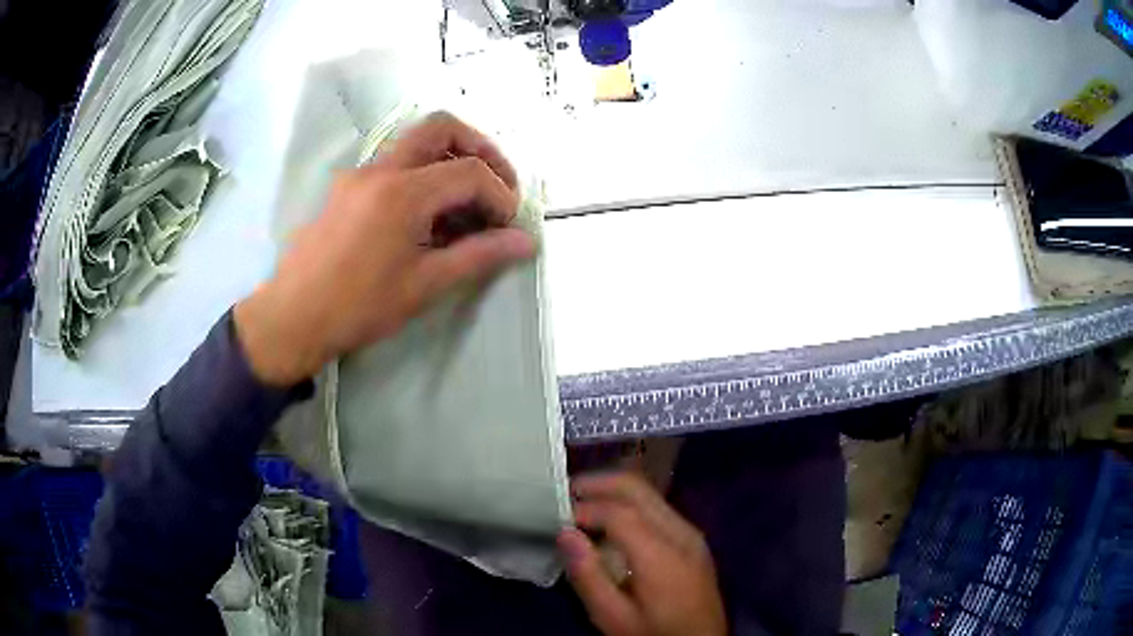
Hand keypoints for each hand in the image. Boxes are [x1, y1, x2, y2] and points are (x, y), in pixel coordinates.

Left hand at [234, 112, 533, 385]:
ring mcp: (360, 174)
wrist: (294, 317)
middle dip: (479, 148)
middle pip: (442, 127)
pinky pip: (394, 164)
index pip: (470, 171)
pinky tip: (425, 216)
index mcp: (404, 192)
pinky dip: (422, 175)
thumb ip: (479, 255)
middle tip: (496, 185)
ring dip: (449, 159)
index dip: (500, 194)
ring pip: (415, 142)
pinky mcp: (347, 187)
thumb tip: (526, 242)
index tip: (508, 226)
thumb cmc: (360, 306)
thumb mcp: (426, 284)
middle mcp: (382, 169)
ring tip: (464, 205)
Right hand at [560, 472, 726, 635]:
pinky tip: (609, 525)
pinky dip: (628, 505)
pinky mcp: (692, 541)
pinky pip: (657, 509)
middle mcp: (681, 532)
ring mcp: (691, 534)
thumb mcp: (614, 617)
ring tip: (580, 506)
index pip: (619, 510)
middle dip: (597, 484)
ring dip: (613, 493)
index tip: (554, 515)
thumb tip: (565, 533)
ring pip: (649, 494)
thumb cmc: (655, 634)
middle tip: (563, 494)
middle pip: (638, 488)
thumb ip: (589, 576)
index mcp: (662, 553)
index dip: (584, 506)